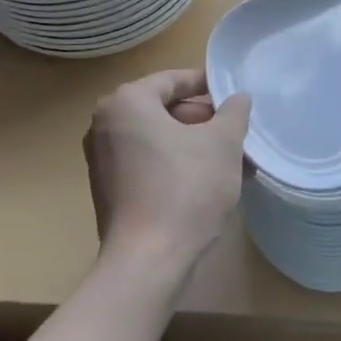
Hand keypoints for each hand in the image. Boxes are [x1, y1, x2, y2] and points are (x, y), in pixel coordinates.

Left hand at [83, 69, 251, 276]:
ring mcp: (102, 160)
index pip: (172, 80)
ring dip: (195, 146)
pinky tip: (210, 184)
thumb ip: (233, 112)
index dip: (206, 85)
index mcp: (126, 103)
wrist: (148, 261)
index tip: (233, 96)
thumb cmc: (186, 188)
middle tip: (237, 134)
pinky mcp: (108, 190)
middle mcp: (105, 125)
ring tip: (233, 162)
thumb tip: (238, 98)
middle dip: (204, 122)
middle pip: (164, 110)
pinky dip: (176, 166)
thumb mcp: (222, 143)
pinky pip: (147, 164)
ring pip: (159, 140)